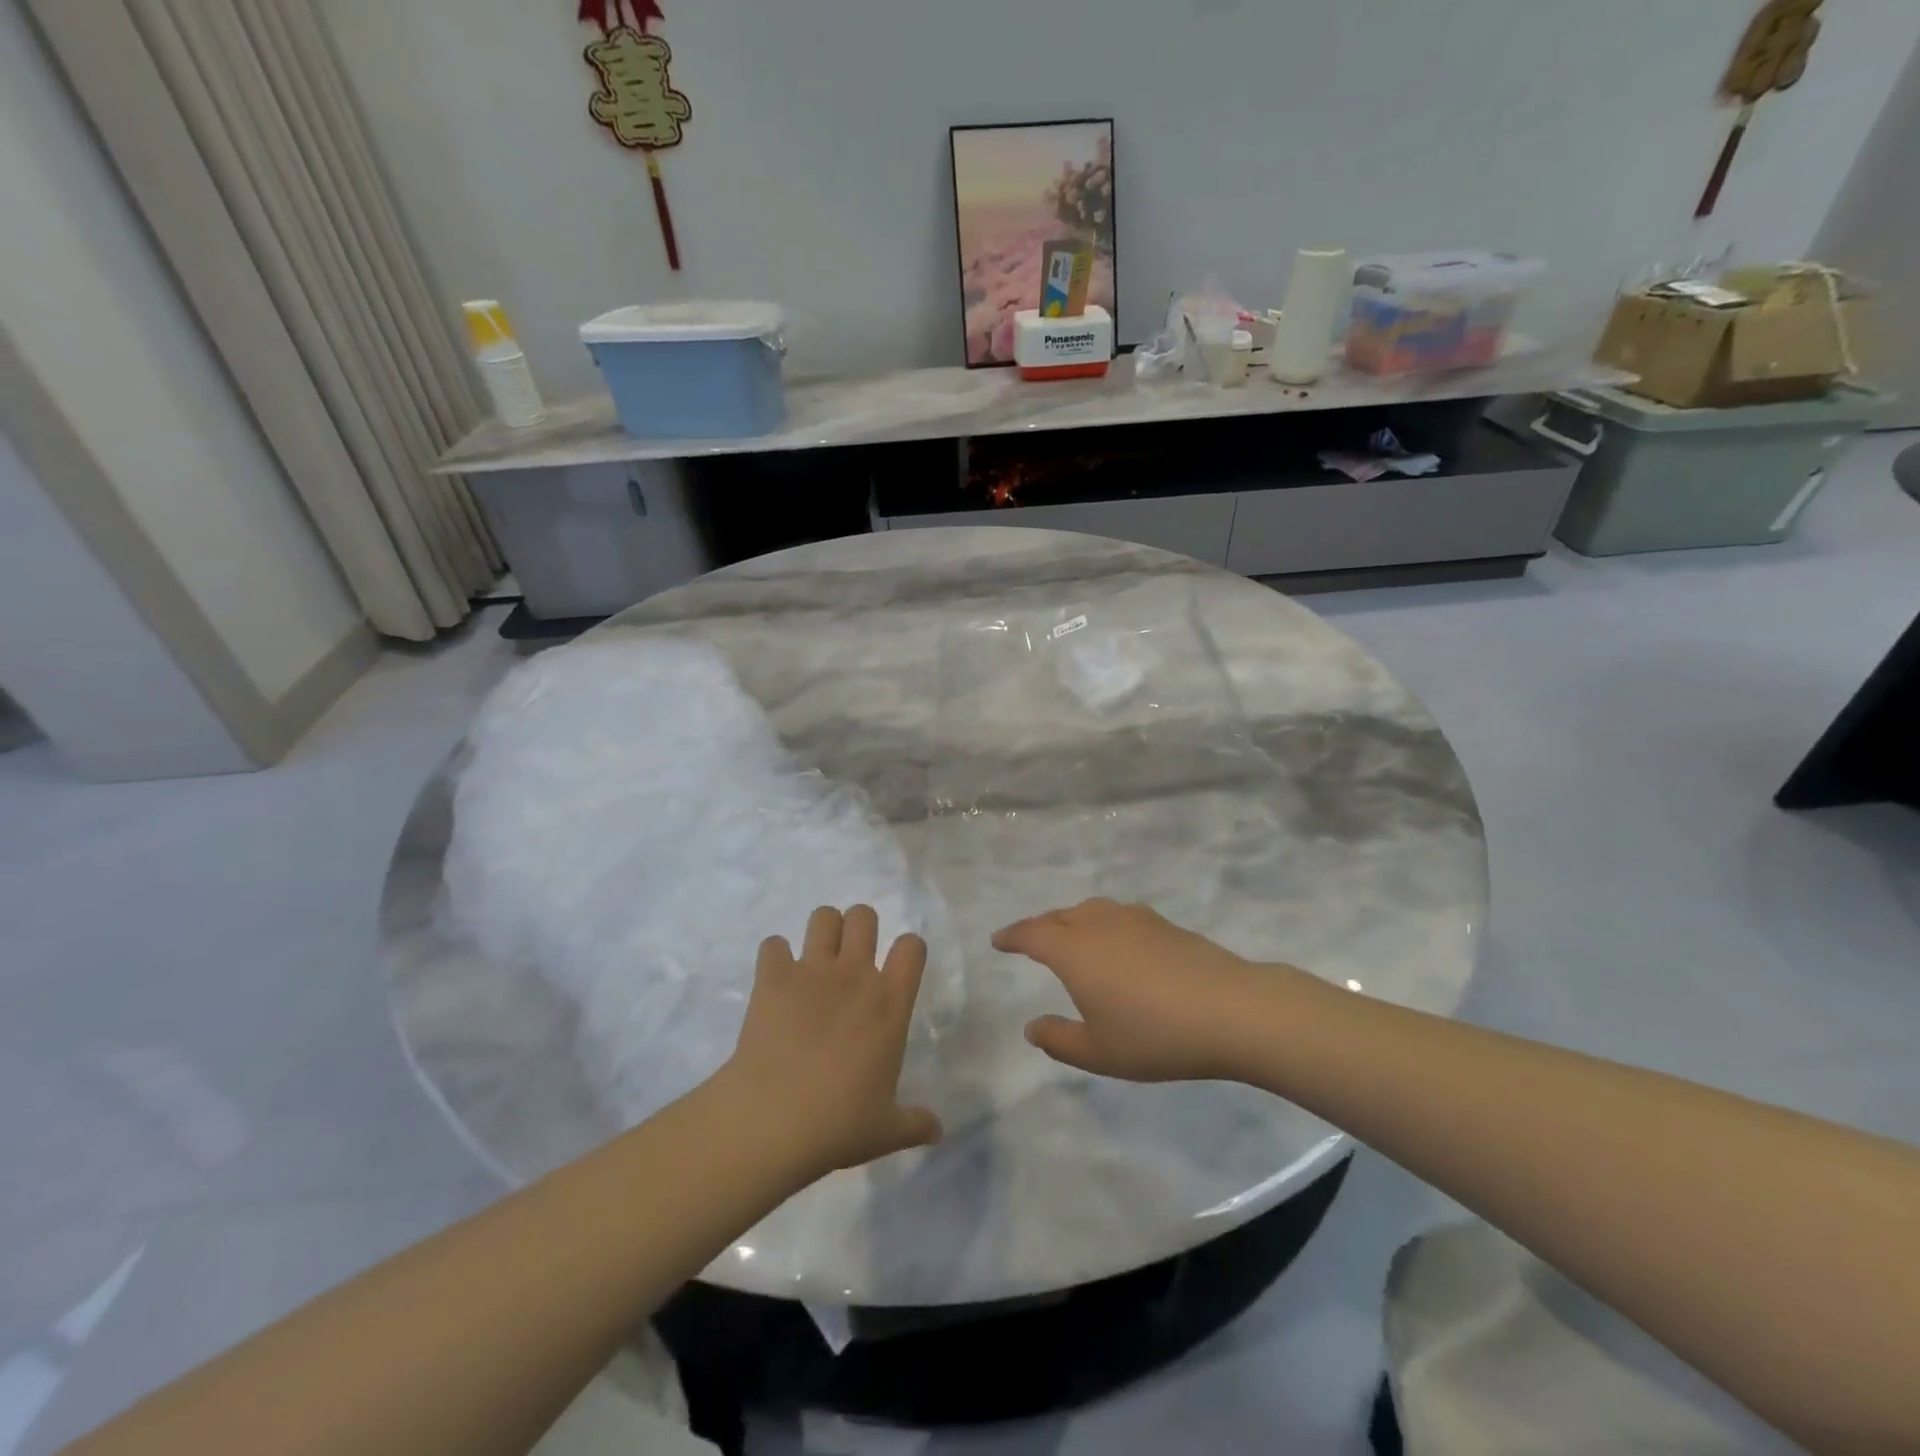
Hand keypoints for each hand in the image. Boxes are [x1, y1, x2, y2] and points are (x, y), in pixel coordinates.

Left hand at [719, 905, 942, 1178]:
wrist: (772, 1121)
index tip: (898, 968)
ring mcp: (812, 971)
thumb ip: (915, 1123)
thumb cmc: (839, 1124)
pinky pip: (773, 944)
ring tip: (817, 961)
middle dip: (859, 929)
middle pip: (864, 916)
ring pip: (823, 916)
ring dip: (822, 933)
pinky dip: (775, 957)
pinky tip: (776, 980)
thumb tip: (937, 1131)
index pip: (912, 946)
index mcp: (890, 1003)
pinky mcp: (772, 978)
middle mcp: (855, 975)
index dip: (908, 950)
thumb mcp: (886, 1130)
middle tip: (852, 960)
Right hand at [994, 898, 1305, 1082]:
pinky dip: (1103, 922)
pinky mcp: (1164, 924)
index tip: (998, 941)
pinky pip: (1118, 914)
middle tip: (1029, 939)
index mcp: (1074, 951)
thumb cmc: (1156, 1036)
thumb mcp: (1099, 1052)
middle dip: (1040, 926)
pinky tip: (1116, 940)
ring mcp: (1134, 919)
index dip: (1012, 936)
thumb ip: (1059, 1040)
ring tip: (1070, 935)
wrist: (1231, 1011)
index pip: (1032, 934)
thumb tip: (1031, 1027)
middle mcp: (1099, 925)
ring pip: (1090, 910)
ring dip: (1071, 920)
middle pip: (1059, 916)